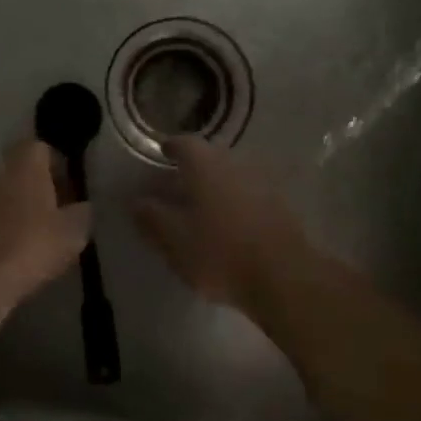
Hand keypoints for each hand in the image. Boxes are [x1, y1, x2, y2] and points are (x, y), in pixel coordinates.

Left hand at [0, 142, 90, 317]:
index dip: (59, 169)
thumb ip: (82, 214)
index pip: (43, 149)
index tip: (70, 195)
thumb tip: (81, 207)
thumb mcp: (72, 233)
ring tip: (29, 244)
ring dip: (13, 213)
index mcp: (23, 163)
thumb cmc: (28, 246)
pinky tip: (4, 260)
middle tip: (53, 220)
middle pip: (18, 172)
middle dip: (35, 192)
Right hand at [131, 137, 311, 316]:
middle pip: (210, 156)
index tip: (162, 153)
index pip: (184, 143)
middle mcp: (234, 164)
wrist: (284, 277)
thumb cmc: (220, 253)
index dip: (171, 147)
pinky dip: (235, 200)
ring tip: (202, 205)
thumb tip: (136, 201)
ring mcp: (261, 182)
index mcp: (205, 165)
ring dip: (215, 183)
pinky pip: (249, 192)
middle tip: (178, 182)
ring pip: (231, 174)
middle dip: (193, 166)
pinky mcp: (280, 204)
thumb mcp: (174, 240)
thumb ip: (152, 218)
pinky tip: (229, 221)